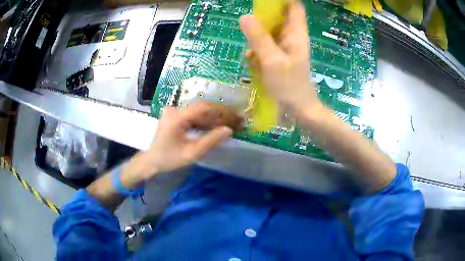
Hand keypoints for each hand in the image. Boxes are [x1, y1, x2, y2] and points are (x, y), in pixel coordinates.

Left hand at [140, 103, 241, 177]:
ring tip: (229, 125)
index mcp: (176, 118)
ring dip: (213, 119)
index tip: (235, 116)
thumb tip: (229, 130)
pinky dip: (204, 121)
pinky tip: (215, 127)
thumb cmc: (169, 159)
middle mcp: (174, 110)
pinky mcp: (174, 115)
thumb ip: (210, 141)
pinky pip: (192, 116)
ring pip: (198, 112)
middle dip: (219, 115)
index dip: (221, 111)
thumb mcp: (191, 153)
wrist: (152, 160)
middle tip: (236, 121)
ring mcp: (173, 111)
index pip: (202, 108)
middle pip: (201, 109)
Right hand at [240, 1, 322, 115]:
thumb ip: (258, 38)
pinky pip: (266, 45)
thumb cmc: (290, 86)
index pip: (294, 7)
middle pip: (279, 16)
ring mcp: (285, 47)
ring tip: (250, 47)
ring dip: (257, 35)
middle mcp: (292, 37)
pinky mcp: (279, 57)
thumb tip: (244, 16)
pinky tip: (251, 59)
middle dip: (263, 16)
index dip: (282, 1)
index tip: (264, 1)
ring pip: (270, 31)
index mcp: (296, 33)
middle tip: (249, 22)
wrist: (299, 111)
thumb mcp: (272, 60)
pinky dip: (257, 48)